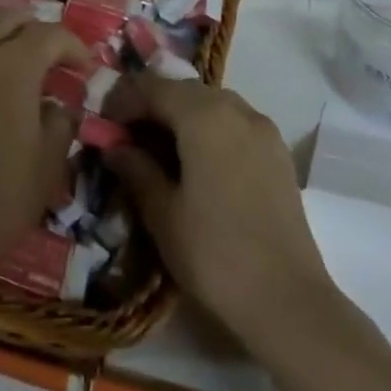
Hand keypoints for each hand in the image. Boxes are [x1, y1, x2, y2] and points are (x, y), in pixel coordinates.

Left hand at [0, 11, 80, 289]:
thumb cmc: (0, 198)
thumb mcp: (49, 162)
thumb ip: (60, 121)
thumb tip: (57, 105)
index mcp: (10, 67)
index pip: (48, 35)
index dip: (73, 46)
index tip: (85, 68)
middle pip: (7, 19)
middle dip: (35, 32)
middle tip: (52, 60)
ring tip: (11, 65)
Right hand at [105, 72, 337, 354]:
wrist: (289, 303)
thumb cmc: (214, 254)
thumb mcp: (162, 213)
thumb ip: (136, 169)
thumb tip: (115, 146)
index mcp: (204, 115)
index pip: (153, 88)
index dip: (122, 100)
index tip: (101, 123)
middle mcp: (237, 109)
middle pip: (184, 90)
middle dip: (151, 105)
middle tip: (124, 135)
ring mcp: (263, 130)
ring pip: (211, 104)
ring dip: (180, 115)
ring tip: (156, 148)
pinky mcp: (278, 154)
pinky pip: (234, 124)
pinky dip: (208, 129)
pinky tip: (194, 161)